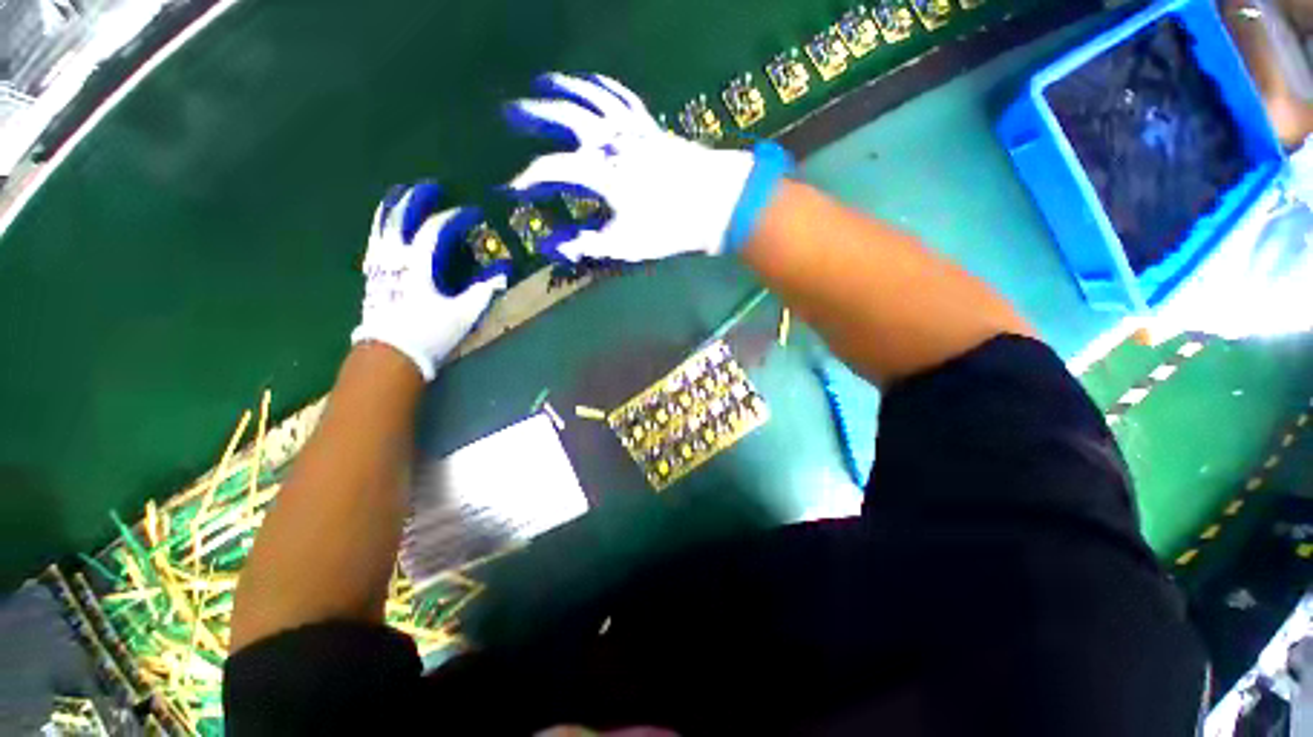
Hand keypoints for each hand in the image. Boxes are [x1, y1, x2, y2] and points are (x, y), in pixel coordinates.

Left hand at [350, 183, 505, 380]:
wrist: (390, 354)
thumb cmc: (429, 334)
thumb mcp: (463, 315)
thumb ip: (482, 292)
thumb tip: (502, 274)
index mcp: (419, 265)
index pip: (436, 229)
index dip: (455, 217)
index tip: (472, 212)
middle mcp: (395, 257)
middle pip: (402, 217)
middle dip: (417, 198)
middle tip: (431, 187)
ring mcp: (379, 264)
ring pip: (381, 224)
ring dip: (392, 205)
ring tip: (400, 192)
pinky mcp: (372, 273)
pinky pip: (374, 239)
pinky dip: (380, 224)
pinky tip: (385, 223)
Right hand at [504, 72, 794, 261]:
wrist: (718, 203)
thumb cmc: (670, 227)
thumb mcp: (625, 243)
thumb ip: (586, 244)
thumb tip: (550, 248)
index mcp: (600, 173)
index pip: (551, 170)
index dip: (527, 181)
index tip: (510, 190)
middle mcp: (610, 143)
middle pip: (564, 118)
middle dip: (533, 115)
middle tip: (509, 113)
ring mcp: (632, 130)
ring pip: (591, 98)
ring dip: (564, 88)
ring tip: (545, 81)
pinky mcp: (651, 127)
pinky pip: (623, 98)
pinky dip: (604, 87)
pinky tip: (595, 83)